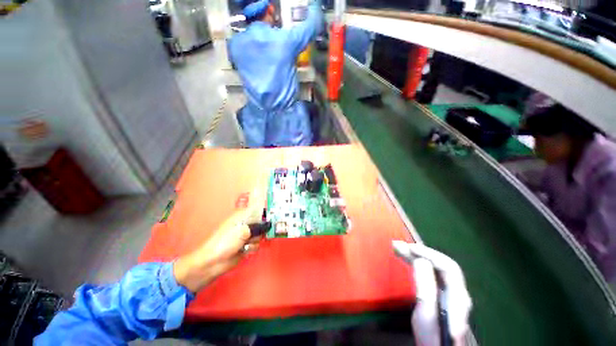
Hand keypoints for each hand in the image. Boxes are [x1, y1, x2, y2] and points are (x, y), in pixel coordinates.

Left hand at [174, 190, 266, 291]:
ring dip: (256, 240)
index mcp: (242, 216)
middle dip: (264, 228)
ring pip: (261, 234)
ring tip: (247, 243)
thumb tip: (269, 224)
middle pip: (262, 222)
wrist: (213, 262)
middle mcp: (246, 224)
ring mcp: (246, 235)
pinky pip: (257, 244)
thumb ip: (257, 227)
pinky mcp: (247, 245)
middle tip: (267, 230)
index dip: (266, 210)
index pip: (258, 208)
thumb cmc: (225, 242)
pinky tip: (246, 250)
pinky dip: (253, 247)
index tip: (276, 212)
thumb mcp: (242, 231)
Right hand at [392, 241, 471, 345]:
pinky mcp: (441, 297)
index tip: (409, 248)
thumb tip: (420, 260)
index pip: (447, 266)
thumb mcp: (427, 313)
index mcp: (457, 295)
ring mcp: (449, 295)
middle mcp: (456, 292)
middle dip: (420, 253)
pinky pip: (430, 275)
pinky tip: (409, 262)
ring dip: (417, 257)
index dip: (429, 254)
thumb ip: (426, 287)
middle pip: (440, 265)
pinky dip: (418, 265)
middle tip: (399, 245)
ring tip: (399, 249)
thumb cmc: (431, 337)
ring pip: (434, 269)